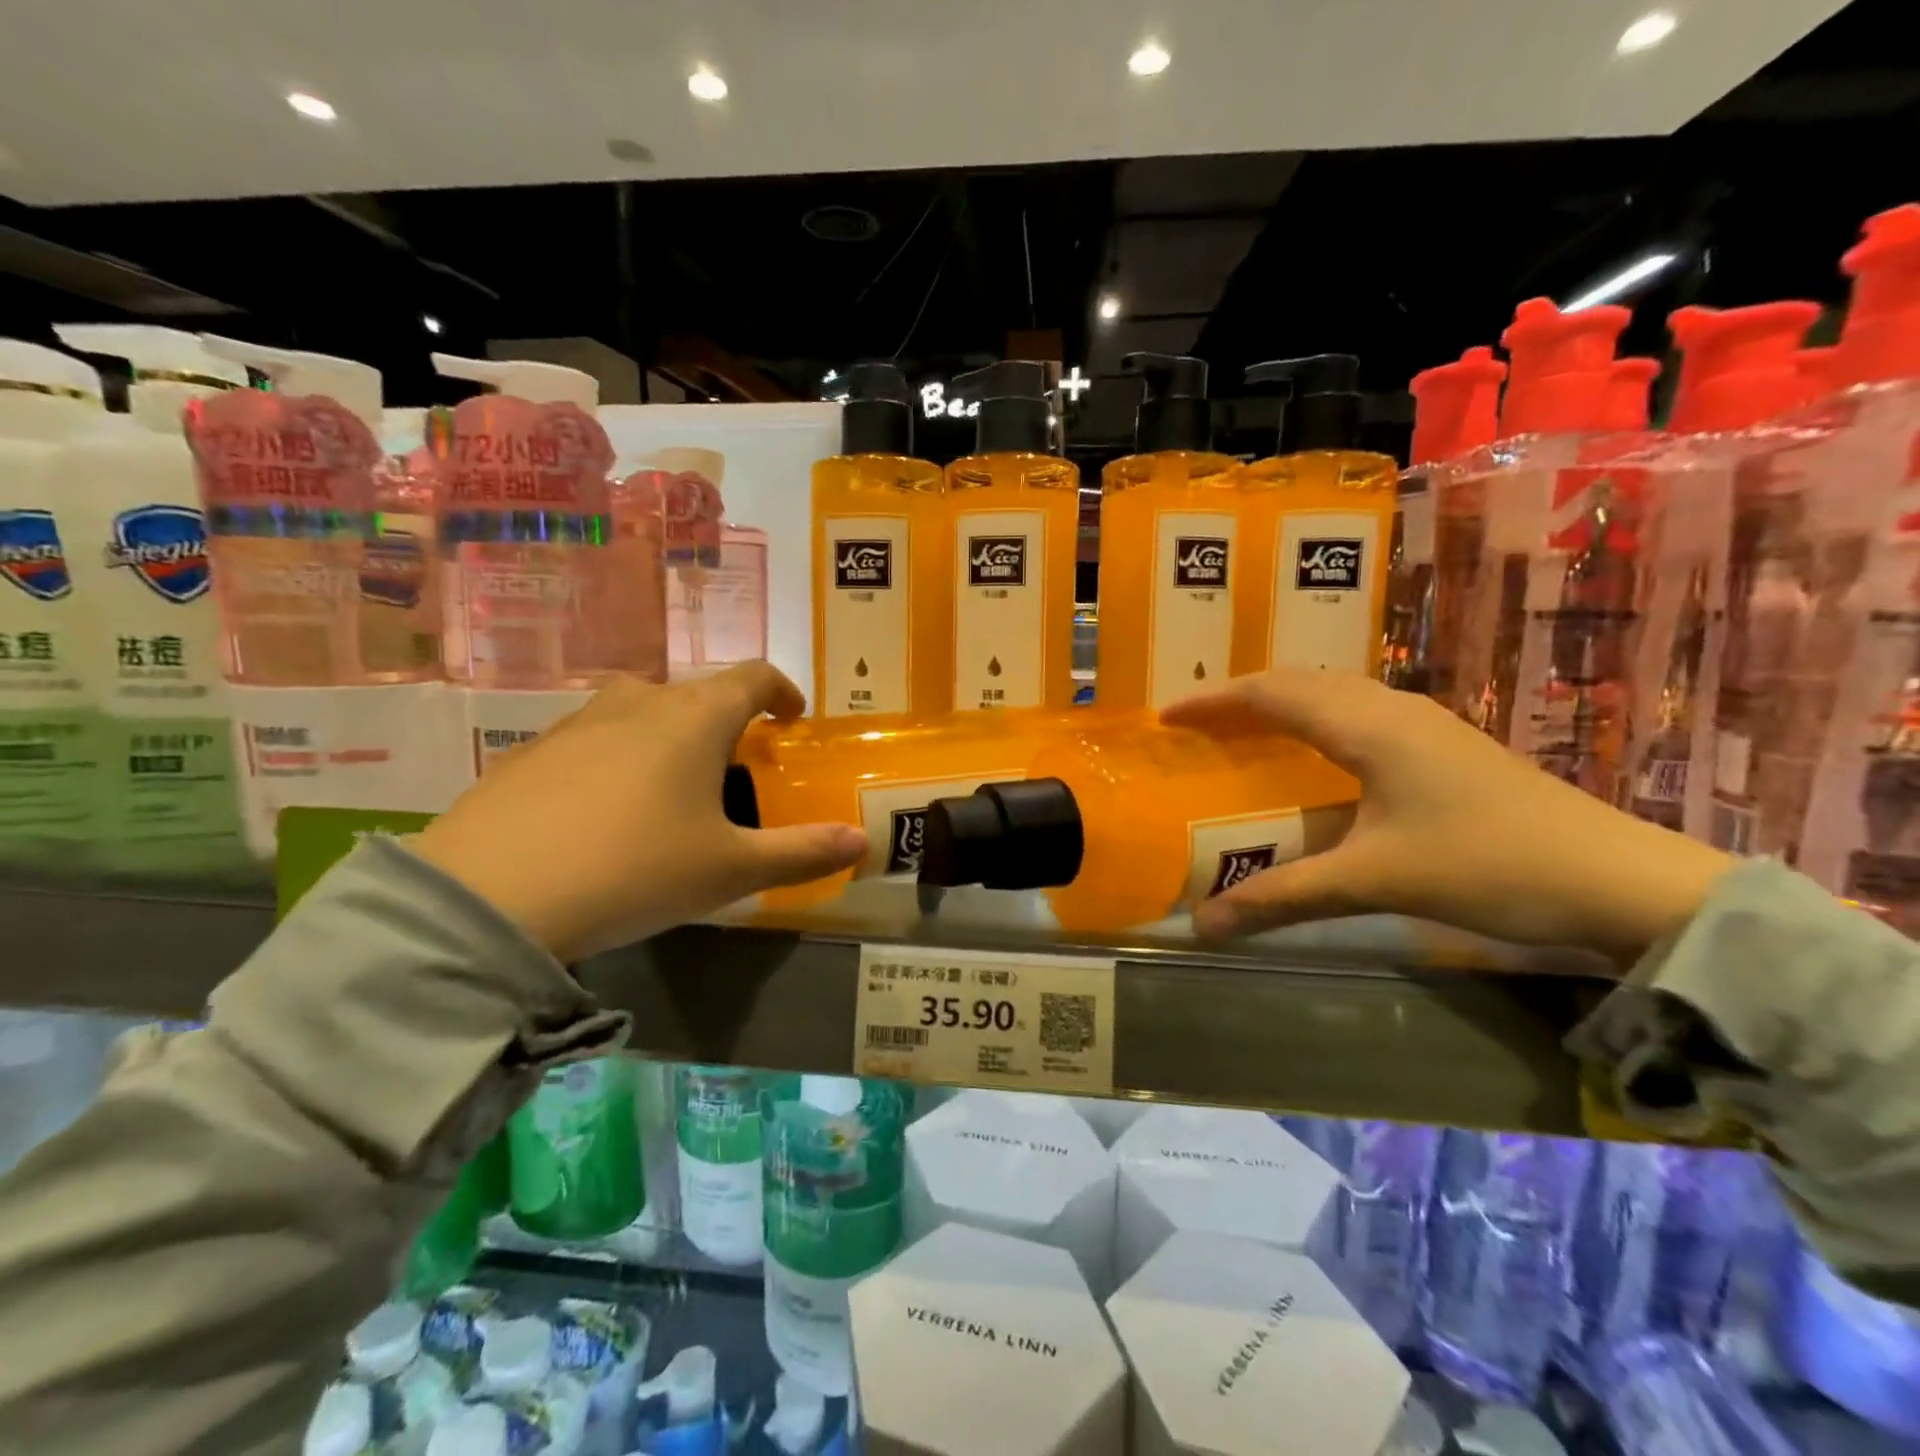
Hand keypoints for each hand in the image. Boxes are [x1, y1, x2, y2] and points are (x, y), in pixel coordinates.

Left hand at [411, 665, 867, 960]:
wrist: (490, 898)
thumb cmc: (635, 869)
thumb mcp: (731, 870)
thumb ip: (803, 853)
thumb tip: (862, 844)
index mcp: (695, 718)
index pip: (753, 676)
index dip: (781, 691)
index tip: (792, 718)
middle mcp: (637, 703)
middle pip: (696, 693)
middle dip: (725, 722)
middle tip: (734, 769)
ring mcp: (576, 723)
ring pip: (640, 712)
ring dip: (668, 737)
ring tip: (670, 791)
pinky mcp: (528, 752)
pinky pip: (592, 741)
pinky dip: (616, 760)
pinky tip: (602, 814)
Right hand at [1162, 669, 1734, 960]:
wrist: (1618, 879)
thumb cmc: (1488, 864)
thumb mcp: (1373, 881)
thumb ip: (1283, 898)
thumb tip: (1203, 926)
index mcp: (1368, 725)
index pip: (1270, 693)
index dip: (1213, 701)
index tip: (1166, 716)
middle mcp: (1392, 708)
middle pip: (1299, 681)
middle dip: (1241, 695)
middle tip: (1197, 723)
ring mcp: (1424, 723)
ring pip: (1334, 692)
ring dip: (1281, 703)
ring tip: (1243, 730)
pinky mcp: (1444, 745)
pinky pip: (1358, 712)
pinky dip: (1315, 720)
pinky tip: (1314, 754)